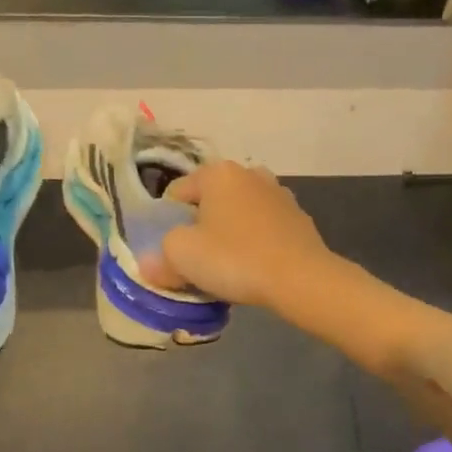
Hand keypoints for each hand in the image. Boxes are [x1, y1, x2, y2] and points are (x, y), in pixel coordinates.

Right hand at [146, 161, 335, 307]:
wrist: (300, 278)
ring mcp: (280, 195)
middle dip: (201, 227)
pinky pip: (264, 230)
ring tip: (227, 267)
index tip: (173, 252)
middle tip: (198, 260)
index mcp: (218, 173)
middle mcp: (250, 174)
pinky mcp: (299, 219)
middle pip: (210, 202)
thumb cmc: (234, 258)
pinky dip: (255, 243)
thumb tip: (151, 264)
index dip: (167, 223)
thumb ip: (160, 256)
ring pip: (239, 215)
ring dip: (229, 234)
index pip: (177, 192)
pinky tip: (255, 268)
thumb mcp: (181, 257)